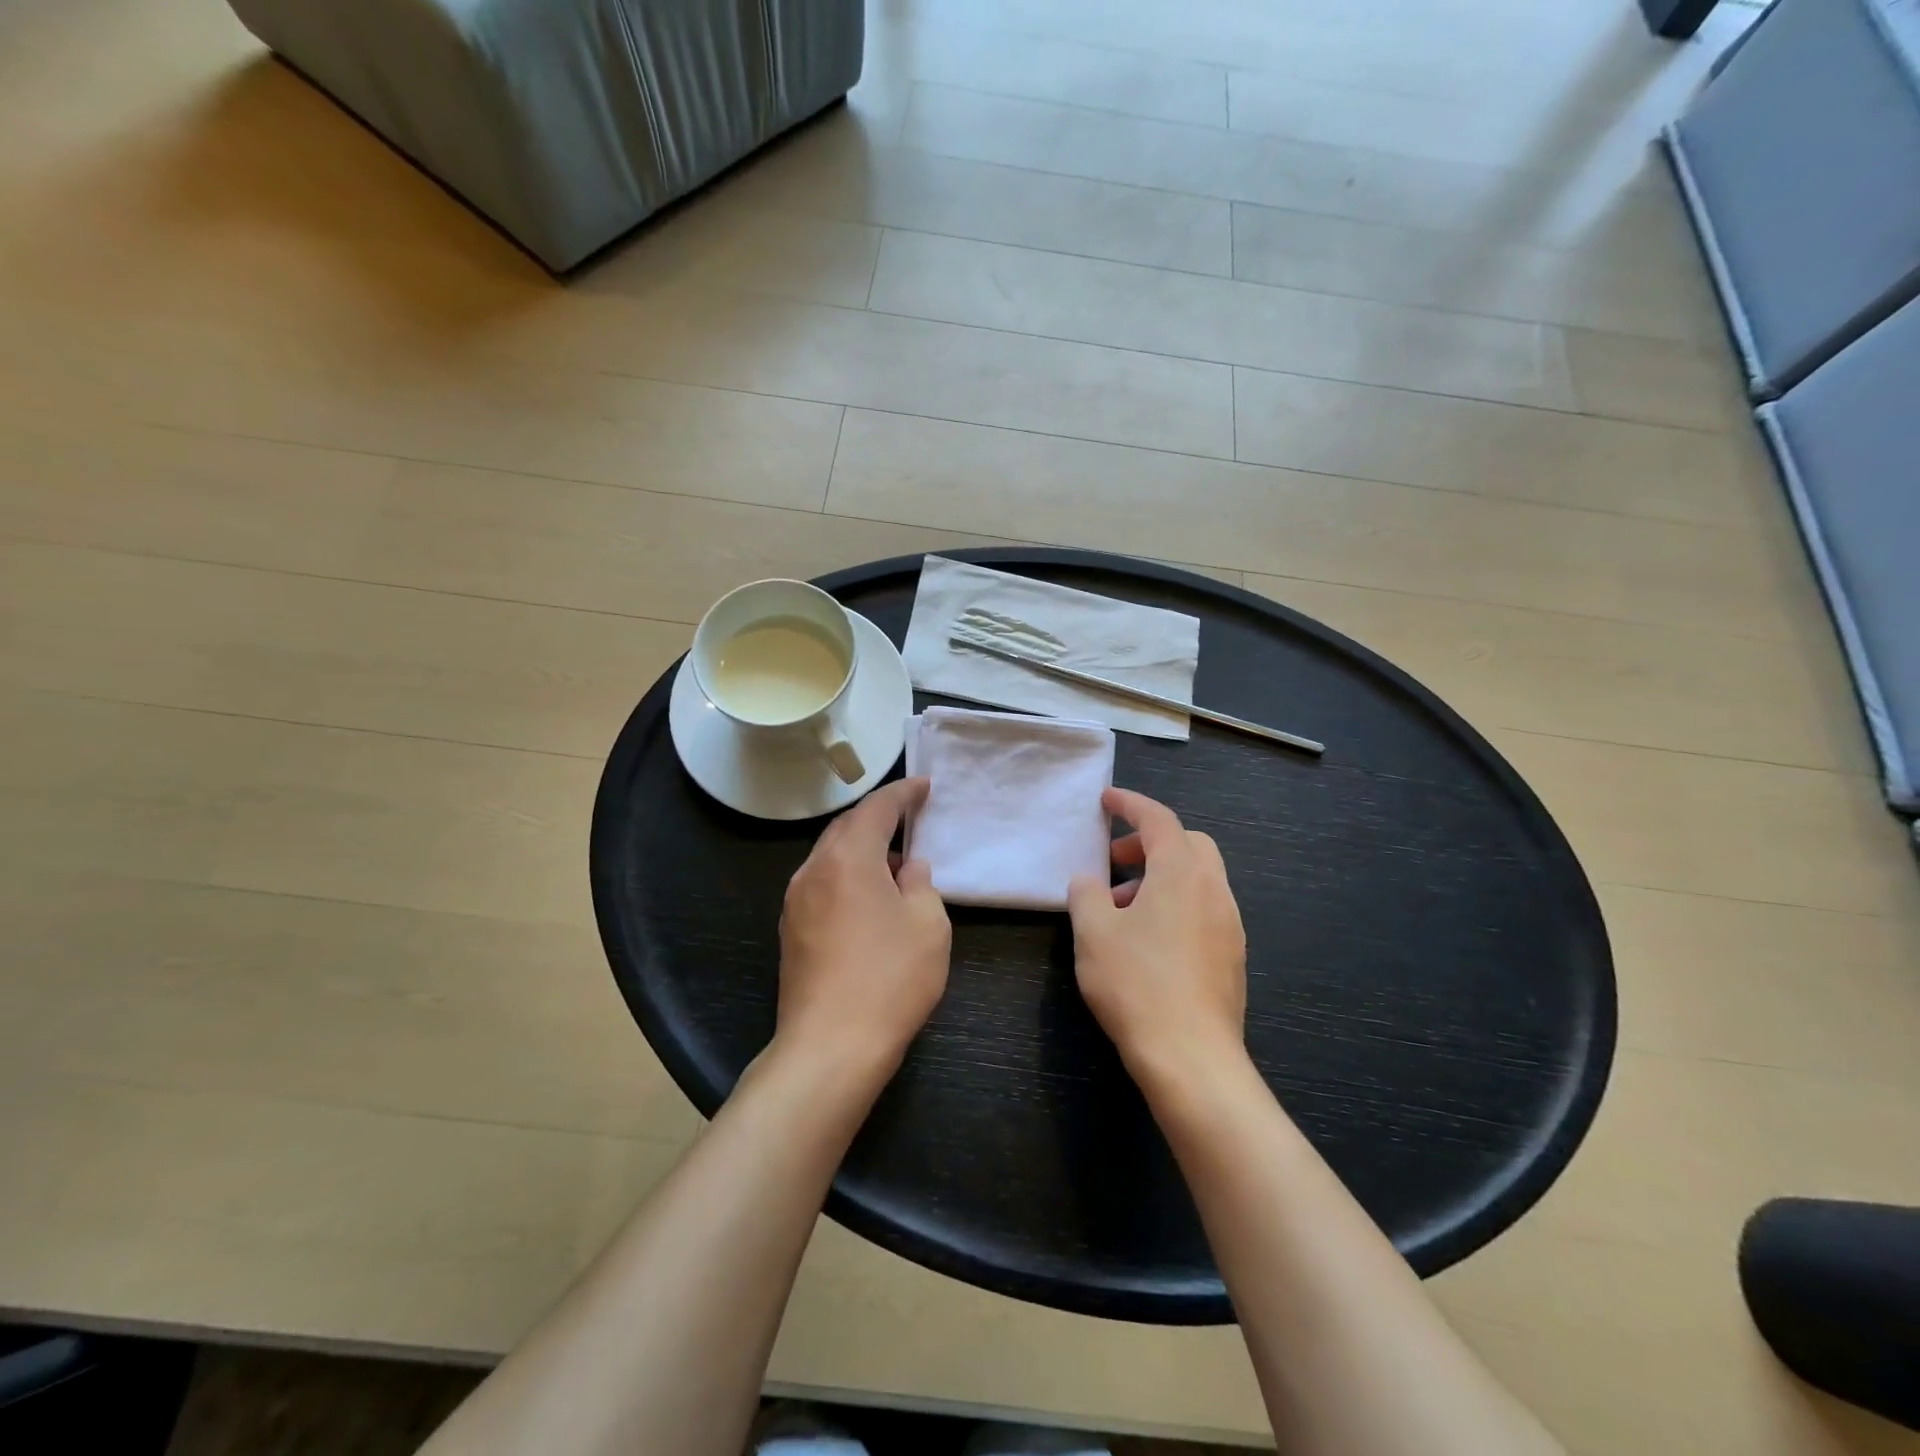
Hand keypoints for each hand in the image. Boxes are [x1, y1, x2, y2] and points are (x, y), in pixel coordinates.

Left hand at [776, 777, 950, 1078]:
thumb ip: (922, 884)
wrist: (829, 1047)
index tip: (924, 786)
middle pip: (846, 828)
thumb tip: (908, 868)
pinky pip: (822, 884)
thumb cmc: (889, 978)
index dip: (903, 793)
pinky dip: (847, 876)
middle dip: (878, 818)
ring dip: (861, 849)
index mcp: (848, 858)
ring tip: (894, 862)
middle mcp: (813, 869)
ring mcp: (795, 901)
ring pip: (831, 856)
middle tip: (909, 818)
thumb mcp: (928, 925)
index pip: (876, 808)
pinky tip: (869, 899)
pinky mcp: (790, 930)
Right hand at [1067, 788, 1247, 1083]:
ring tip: (1123, 909)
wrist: (1192, 1058)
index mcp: (1181, 873)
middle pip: (1188, 844)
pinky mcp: (1233, 956)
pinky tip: (1149, 941)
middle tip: (1115, 861)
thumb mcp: (1093, 933)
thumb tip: (1089, 881)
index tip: (1107, 800)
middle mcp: (1214, 890)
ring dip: (1161, 877)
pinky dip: (1177, 904)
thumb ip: (1086, 894)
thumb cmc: (1136, 984)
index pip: (1159, 819)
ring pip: (1198, 878)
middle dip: (1150, 842)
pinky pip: (1205, 909)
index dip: (1131, 804)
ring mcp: (1229, 924)